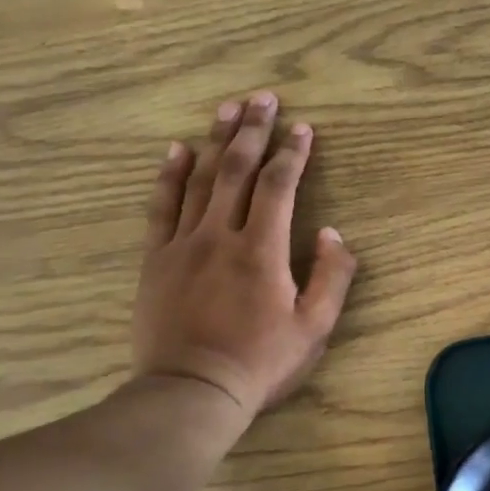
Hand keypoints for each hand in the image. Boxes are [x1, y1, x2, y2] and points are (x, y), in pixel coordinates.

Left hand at [131, 94, 356, 436]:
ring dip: (215, 140)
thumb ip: (331, 276)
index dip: (293, 153)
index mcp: (262, 250)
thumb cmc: (262, 362)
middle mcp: (220, 235)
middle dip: (252, 130)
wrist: (192, 392)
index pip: (278, 186)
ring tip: (227, 108)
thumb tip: (333, 233)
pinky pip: (161, 206)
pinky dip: (170, 175)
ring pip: (199, 179)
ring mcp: (182, 244)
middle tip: (262, 98)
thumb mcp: (316, 327)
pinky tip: (177, 149)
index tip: (303, 128)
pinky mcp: (156, 259)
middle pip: (236, 169)